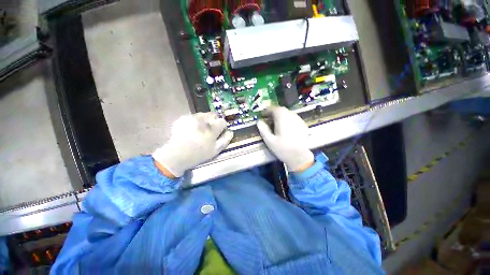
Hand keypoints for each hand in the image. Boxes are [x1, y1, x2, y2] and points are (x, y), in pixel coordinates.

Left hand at [152, 113, 233, 177]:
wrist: (176, 155)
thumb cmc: (198, 154)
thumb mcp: (216, 150)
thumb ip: (225, 139)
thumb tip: (230, 132)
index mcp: (212, 128)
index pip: (222, 121)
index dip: (222, 126)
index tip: (219, 132)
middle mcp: (203, 120)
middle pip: (214, 115)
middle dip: (214, 121)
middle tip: (211, 129)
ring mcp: (192, 118)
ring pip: (204, 115)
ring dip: (205, 120)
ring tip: (200, 130)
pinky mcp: (183, 118)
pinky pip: (193, 117)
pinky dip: (195, 121)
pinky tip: (191, 129)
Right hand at [257, 106, 313, 171]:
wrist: (300, 157)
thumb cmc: (283, 149)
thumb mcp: (269, 140)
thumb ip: (263, 129)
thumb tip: (259, 121)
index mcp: (282, 118)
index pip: (274, 109)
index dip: (267, 110)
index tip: (262, 115)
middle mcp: (291, 116)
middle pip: (281, 110)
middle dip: (274, 112)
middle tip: (268, 119)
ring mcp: (299, 120)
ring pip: (288, 113)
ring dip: (281, 115)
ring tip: (276, 123)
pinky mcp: (303, 125)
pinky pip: (293, 118)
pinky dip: (287, 119)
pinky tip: (286, 127)